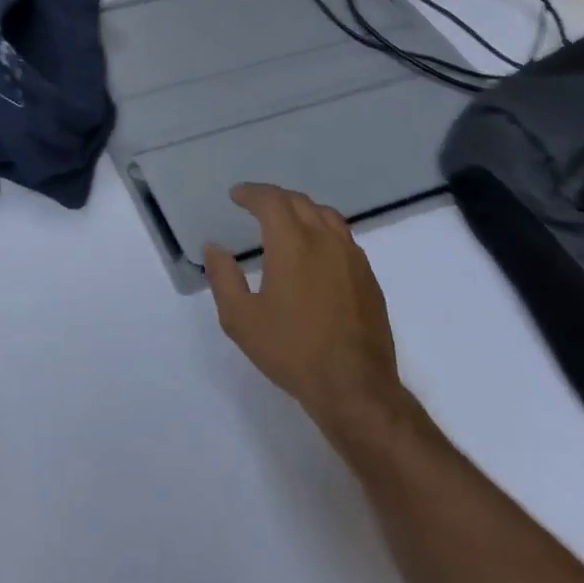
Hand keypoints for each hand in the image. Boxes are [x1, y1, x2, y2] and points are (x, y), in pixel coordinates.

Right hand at [204, 184, 407, 447]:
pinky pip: (343, 237)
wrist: (355, 389)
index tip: (236, 196)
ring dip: (301, 209)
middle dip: (274, 198)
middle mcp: (324, 240)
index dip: (251, 193)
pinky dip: (323, 229)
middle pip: (299, 201)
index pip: (271, 200)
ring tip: (286, 222)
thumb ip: (223, 277)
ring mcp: (352, 258)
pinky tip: (315, 251)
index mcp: (292, 243)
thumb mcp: (240, 319)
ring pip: (326, 215)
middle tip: (256, 205)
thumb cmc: (292, 351)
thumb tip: (214, 248)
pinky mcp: (368, 278)